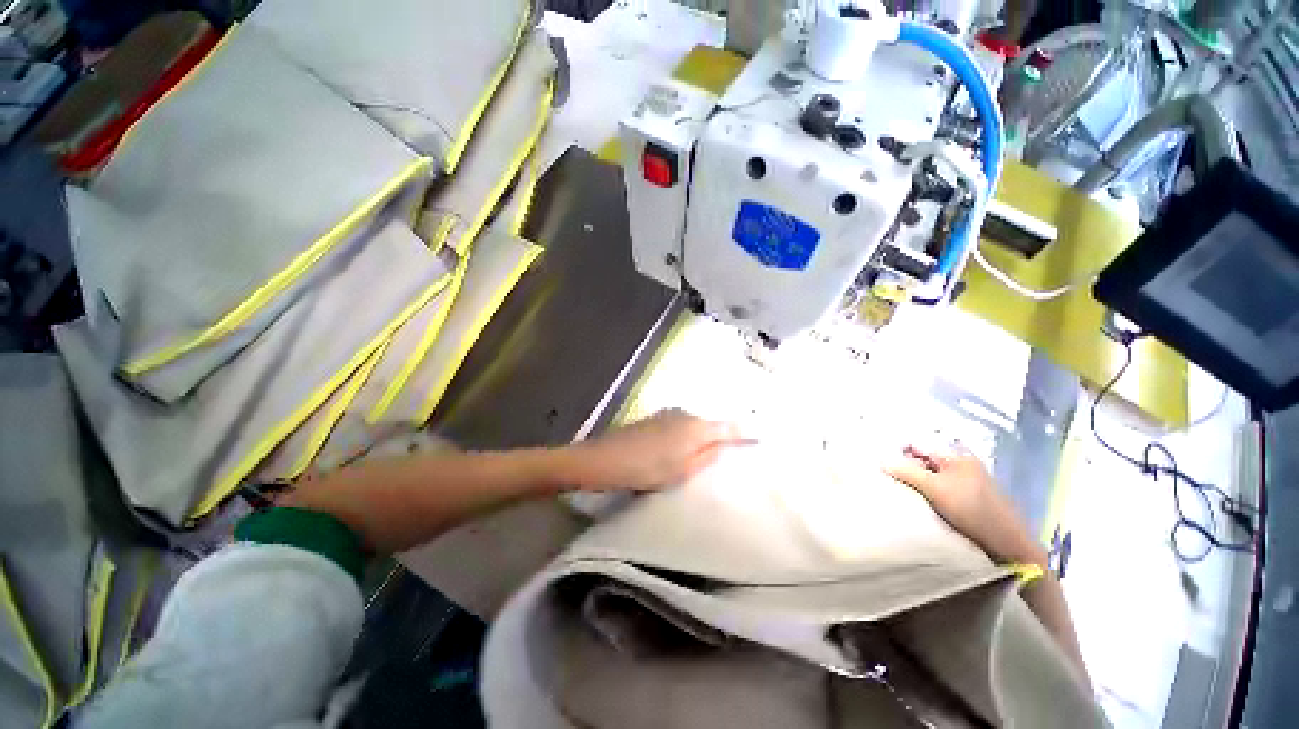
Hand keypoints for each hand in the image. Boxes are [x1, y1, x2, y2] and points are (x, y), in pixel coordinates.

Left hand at [565, 409, 746, 491]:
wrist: (606, 458)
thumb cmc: (648, 469)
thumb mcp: (682, 471)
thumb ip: (706, 456)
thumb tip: (723, 445)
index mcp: (697, 429)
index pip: (728, 428)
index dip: (745, 432)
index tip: (760, 435)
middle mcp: (685, 415)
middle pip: (710, 425)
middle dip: (721, 435)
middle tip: (733, 449)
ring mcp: (669, 414)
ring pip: (694, 425)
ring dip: (702, 436)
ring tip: (706, 452)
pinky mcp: (655, 418)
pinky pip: (680, 425)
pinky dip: (686, 435)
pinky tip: (680, 447)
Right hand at [883, 445, 1045, 566]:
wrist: (1006, 541)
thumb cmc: (970, 509)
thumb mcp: (934, 488)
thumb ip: (907, 471)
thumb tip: (881, 460)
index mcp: (954, 454)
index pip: (917, 444)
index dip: (898, 452)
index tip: (884, 466)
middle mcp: (961, 461)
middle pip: (923, 457)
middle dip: (907, 466)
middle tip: (892, 480)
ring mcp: (967, 477)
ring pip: (931, 472)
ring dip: (917, 479)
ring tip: (904, 491)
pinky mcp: (970, 493)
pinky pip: (941, 484)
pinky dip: (929, 489)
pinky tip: (922, 500)